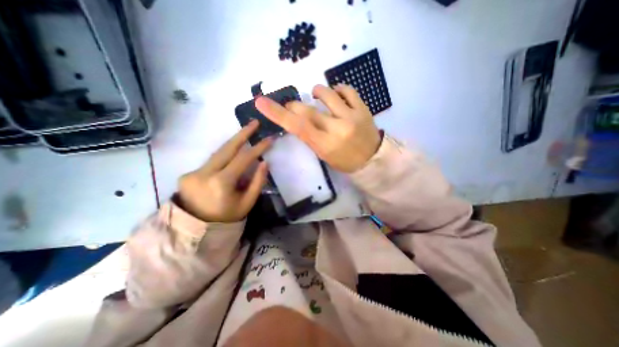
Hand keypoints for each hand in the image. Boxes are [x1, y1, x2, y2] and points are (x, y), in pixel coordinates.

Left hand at [175, 120, 269, 222]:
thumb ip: (257, 182)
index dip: (257, 148)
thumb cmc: (227, 218)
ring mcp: (193, 172)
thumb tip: (264, 163)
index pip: (243, 159)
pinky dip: (224, 156)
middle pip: (226, 148)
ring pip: (218, 153)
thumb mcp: (247, 203)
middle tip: (254, 123)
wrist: (196, 230)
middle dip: (242, 134)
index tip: (269, 139)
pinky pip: (211, 161)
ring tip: (246, 133)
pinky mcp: (188, 174)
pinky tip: (233, 155)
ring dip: (233, 143)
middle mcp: (204, 174)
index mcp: (221, 183)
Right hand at [254, 83, 379, 172]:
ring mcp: (352, 116)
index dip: (277, 114)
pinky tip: (335, 94)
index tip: (261, 102)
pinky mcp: (363, 109)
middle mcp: (337, 128)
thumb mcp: (323, 154)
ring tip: (315, 95)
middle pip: (308, 110)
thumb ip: (310, 136)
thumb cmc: (345, 161)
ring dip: (316, 92)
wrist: (372, 159)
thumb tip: (299, 118)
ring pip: (327, 94)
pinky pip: (348, 90)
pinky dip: (337, 89)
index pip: (297, 127)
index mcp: (325, 145)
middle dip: (294, 105)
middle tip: (292, 106)